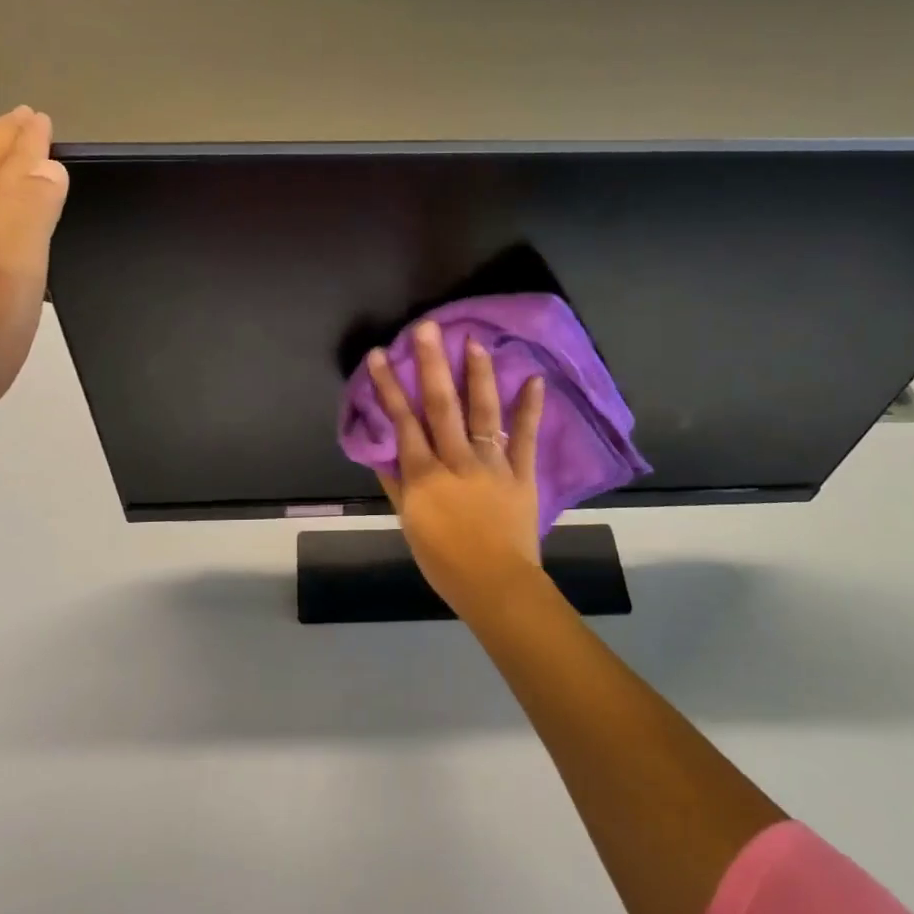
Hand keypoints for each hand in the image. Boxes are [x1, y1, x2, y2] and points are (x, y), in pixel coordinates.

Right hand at [367, 321, 545, 614]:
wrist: (496, 585)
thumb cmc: (445, 561)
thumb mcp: (410, 525)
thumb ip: (397, 486)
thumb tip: (382, 452)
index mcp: (425, 475)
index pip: (403, 422)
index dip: (389, 387)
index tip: (379, 355)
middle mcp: (456, 460)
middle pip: (441, 406)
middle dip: (431, 364)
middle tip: (427, 328)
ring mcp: (492, 463)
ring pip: (482, 412)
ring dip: (478, 375)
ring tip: (474, 342)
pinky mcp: (521, 472)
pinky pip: (524, 437)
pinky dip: (530, 408)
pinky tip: (534, 378)